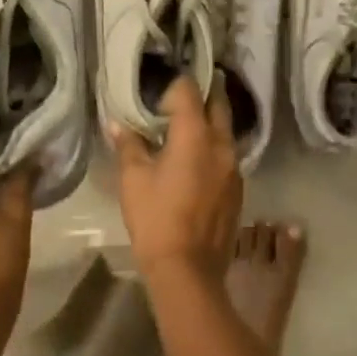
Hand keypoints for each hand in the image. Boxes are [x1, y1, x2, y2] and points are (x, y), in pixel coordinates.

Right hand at [110, 75, 241, 287]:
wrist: (188, 268)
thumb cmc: (156, 219)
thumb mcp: (133, 179)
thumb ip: (129, 145)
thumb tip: (118, 123)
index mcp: (196, 135)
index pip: (189, 90)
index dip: (174, 86)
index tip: (158, 96)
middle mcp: (222, 143)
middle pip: (218, 104)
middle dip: (201, 96)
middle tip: (178, 100)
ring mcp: (235, 166)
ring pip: (226, 129)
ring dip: (210, 122)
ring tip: (186, 129)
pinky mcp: (238, 186)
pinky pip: (228, 153)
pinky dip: (214, 147)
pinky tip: (196, 161)